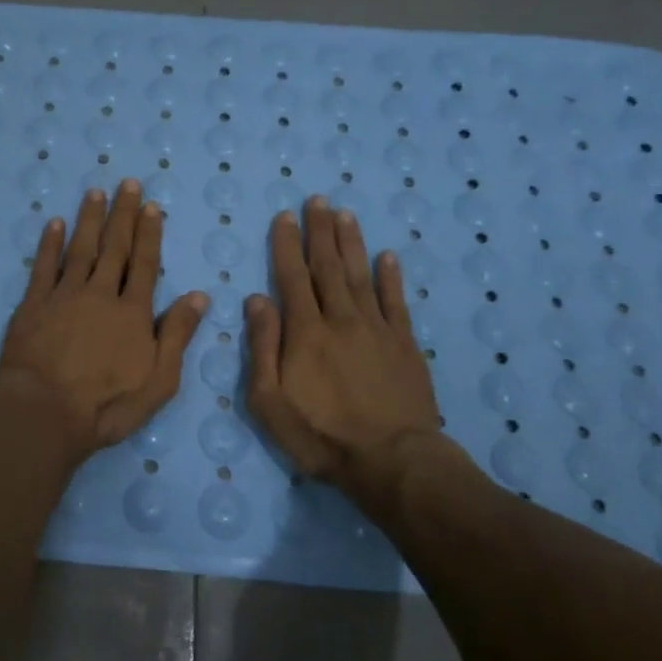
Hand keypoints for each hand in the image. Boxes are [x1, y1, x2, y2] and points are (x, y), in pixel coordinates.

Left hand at [0, 181, 208, 458]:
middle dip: (123, 215)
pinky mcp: (33, 305)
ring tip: (95, 192)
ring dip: (89, 219)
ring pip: (80, 249)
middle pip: (115, 248)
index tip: (151, 206)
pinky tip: (55, 223)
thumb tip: (199, 295)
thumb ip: (178, 335)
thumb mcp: (159, 380)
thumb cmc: (107, 405)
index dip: (149, 234)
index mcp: (133, 313)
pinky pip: (44, 267)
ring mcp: (64, 297)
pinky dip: (50, 244)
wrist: (44, 412)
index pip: (145, 264)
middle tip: (127, 184)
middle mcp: (101, 295)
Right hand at [245, 198, 446, 497]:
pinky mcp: (405, 345)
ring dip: (351, 243)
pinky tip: (388, 256)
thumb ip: (262, 347)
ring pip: (361, 276)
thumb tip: (256, 299)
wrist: (392, 461)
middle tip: (318, 199)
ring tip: (345, 214)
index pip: (292, 277)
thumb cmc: (321, 435)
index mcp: (306, 332)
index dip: (287, 245)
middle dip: (320, 231)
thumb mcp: (270, 401)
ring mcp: (377, 329)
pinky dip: (391, 277)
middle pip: (328, 267)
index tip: (285, 216)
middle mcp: (341, 319)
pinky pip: (396, 302)